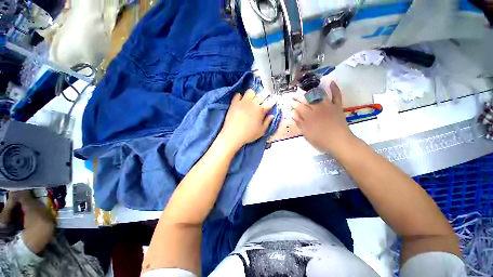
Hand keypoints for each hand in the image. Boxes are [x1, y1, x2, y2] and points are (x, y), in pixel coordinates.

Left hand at [220, 89, 274, 148]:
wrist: (233, 135)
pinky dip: (240, 97)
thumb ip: (267, 122)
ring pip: (250, 92)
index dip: (273, 100)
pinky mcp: (234, 103)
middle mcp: (253, 103)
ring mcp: (243, 102)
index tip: (274, 99)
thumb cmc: (249, 135)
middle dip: (265, 94)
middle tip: (265, 95)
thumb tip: (272, 115)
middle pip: (261, 94)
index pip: (270, 103)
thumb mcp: (261, 131)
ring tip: (252, 99)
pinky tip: (241, 101)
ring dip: (253, 94)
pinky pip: (238, 95)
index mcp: (261, 110)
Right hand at [291, 81, 355, 153]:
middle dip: (299, 96)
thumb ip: (300, 123)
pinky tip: (331, 82)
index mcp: (309, 115)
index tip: (289, 102)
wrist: (339, 141)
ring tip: (306, 90)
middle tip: (294, 94)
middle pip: (307, 99)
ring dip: (311, 91)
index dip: (293, 104)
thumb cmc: (320, 139)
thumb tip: (293, 114)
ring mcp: (328, 106)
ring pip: (319, 95)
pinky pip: (336, 95)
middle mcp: (317, 108)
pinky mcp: (337, 106)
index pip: (299, 106)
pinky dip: (334, 89)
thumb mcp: (306, 133)